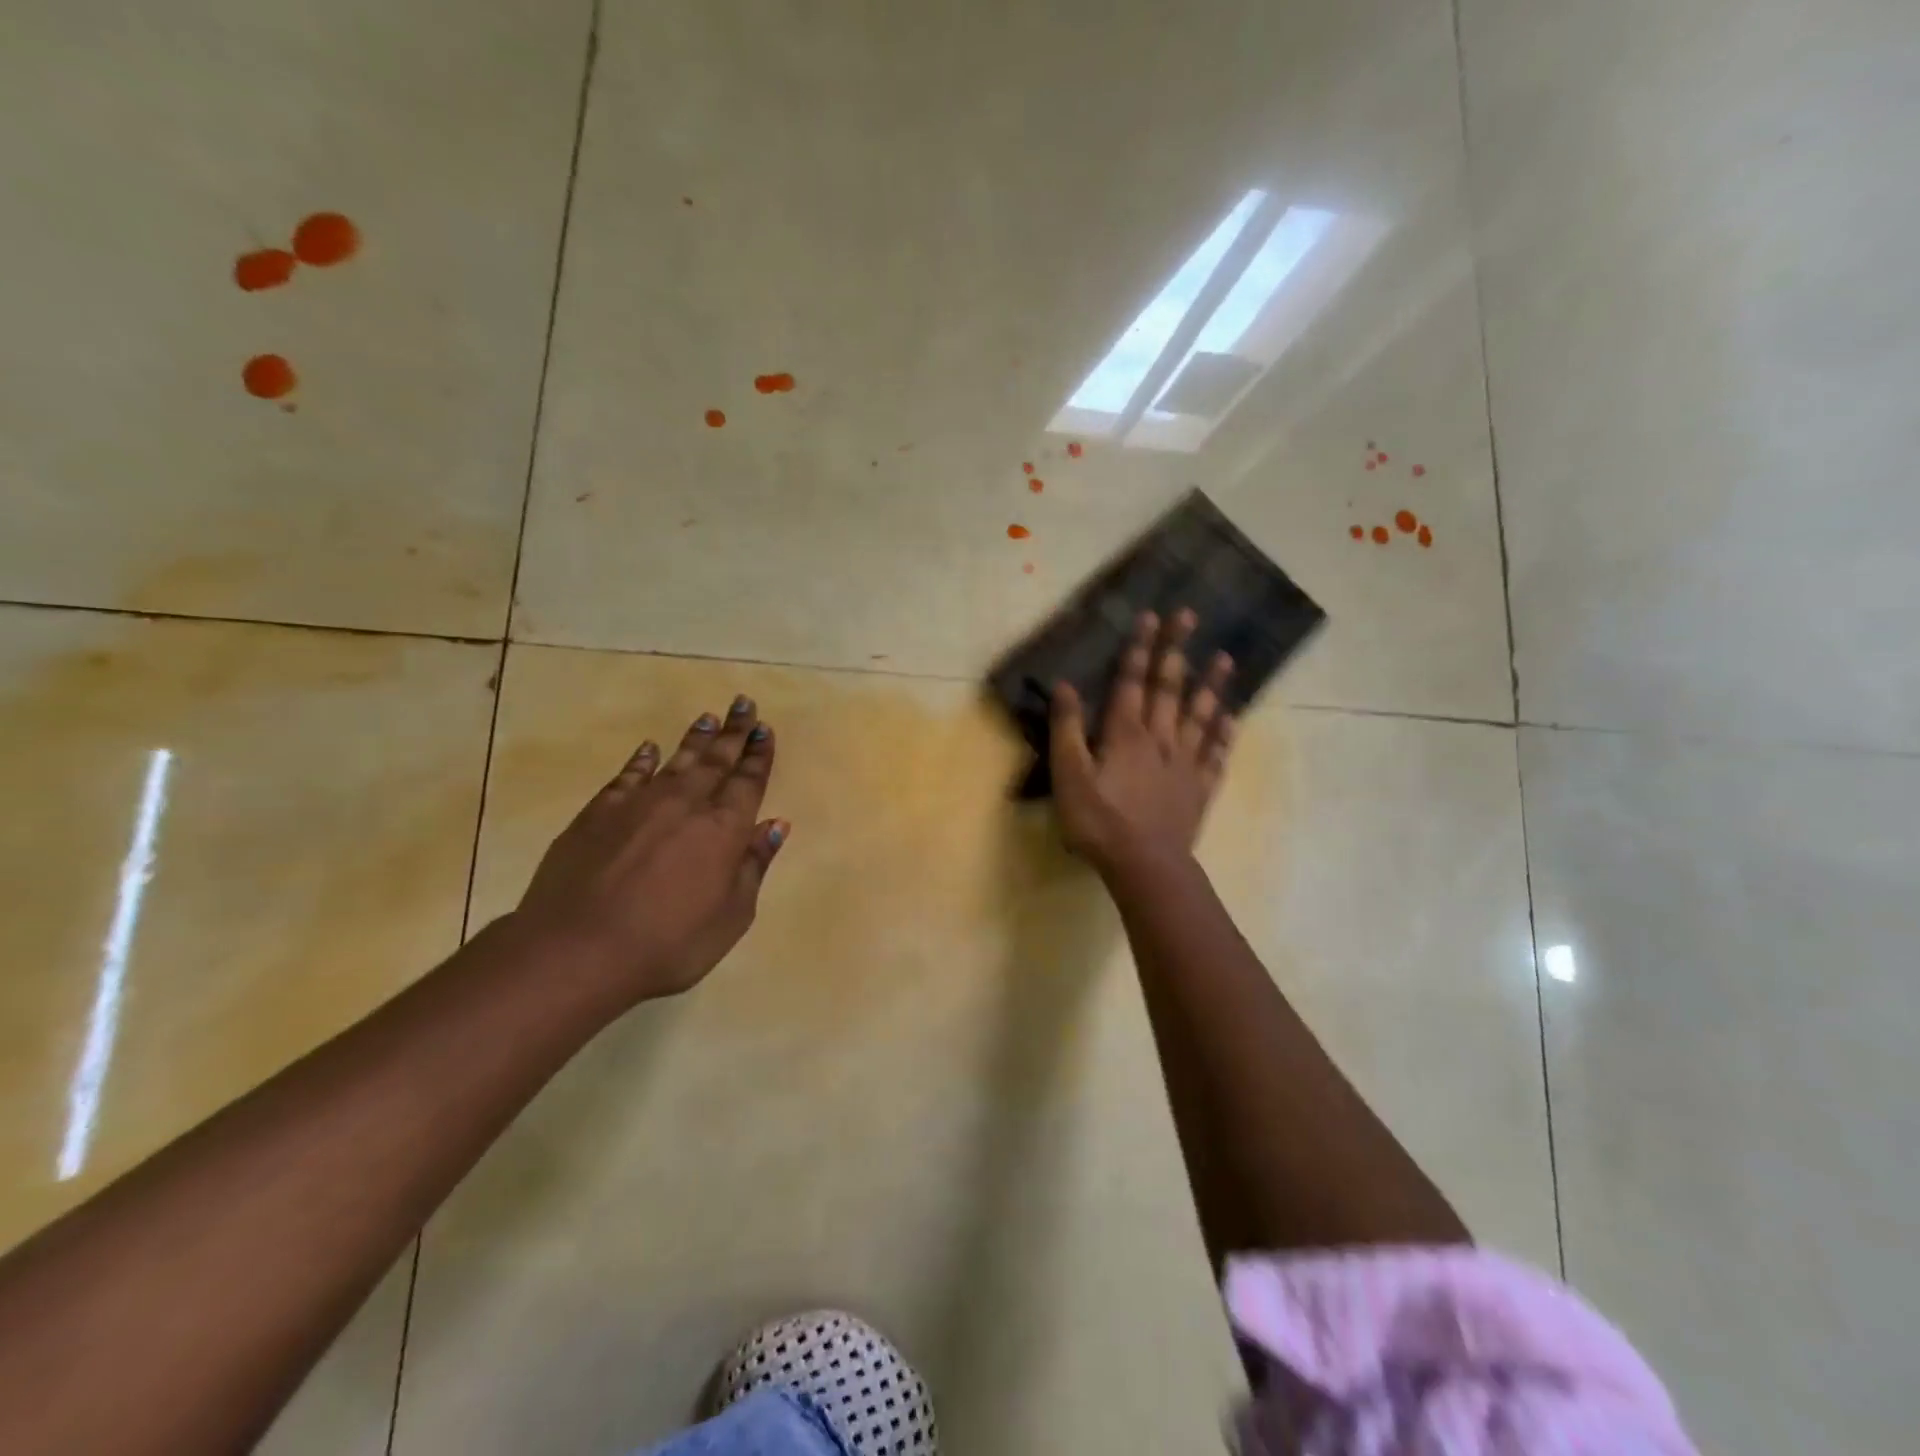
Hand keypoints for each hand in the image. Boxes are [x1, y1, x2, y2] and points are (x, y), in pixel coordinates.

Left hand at [513, 694, 787, 1002]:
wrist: (578, 950)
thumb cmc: (670, 943)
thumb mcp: (732, 916)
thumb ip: (753, 865)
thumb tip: (775, 824)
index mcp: (724, 829)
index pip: (747, 781)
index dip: (758, 755)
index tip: (764, 730)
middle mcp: (685, 804)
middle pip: (716, 760)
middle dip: (733, 732)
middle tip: (743, 704)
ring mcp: (639, 804)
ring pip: (675, 760)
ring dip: (695, 738)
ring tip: (708, 716)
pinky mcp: (598, 813)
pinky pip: (627, 776)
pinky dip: (641, 760)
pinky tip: (648, 748)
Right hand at [1049, 609, 1235, 874]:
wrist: (1145, 866)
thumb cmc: (1099, 821)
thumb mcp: (1068, 775)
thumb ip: (1066, 729)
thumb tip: (1064, 685)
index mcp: (1126, 734)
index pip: (1132, 682)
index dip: (1140, 649)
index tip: (1151, 616)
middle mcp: (1160, 739)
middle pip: (1169, 689)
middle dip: (1176, 651)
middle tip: (1189, 616)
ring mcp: (1185, 764)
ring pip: (1200, 716)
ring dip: (1211, 686)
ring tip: (1225, 659)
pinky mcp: (1199, 790)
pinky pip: (1215, 756)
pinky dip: (1224, 736)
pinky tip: (1232, 720)